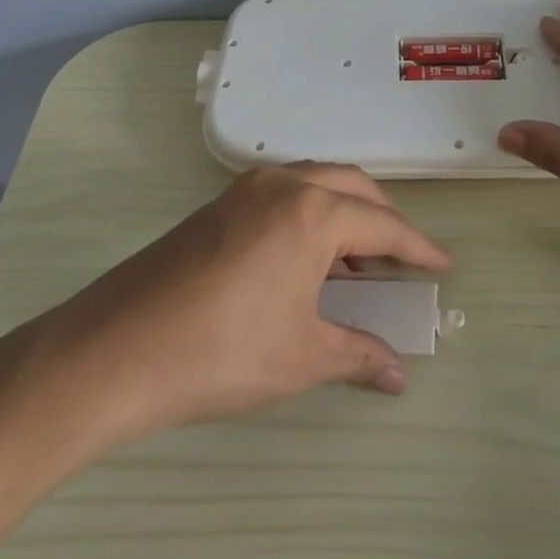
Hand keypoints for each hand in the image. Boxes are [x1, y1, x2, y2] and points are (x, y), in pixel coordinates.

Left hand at [45, 163, 450, 443]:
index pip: (384, 225)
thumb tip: (397, 375)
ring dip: (345, 212)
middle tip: (402, 256)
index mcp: (313, 212)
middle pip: (353, 187)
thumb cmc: (222, 351)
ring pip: (316, 183)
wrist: (116, 349)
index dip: (418, 248)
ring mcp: (245, 189)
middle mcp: (283, 185)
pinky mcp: (218, 204)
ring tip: (357, 260)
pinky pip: (284, 194)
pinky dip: (310, 214)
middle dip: (385, 218)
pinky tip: (306, 258)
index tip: (443, 264)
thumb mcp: (301, 357)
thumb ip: (356, 354)